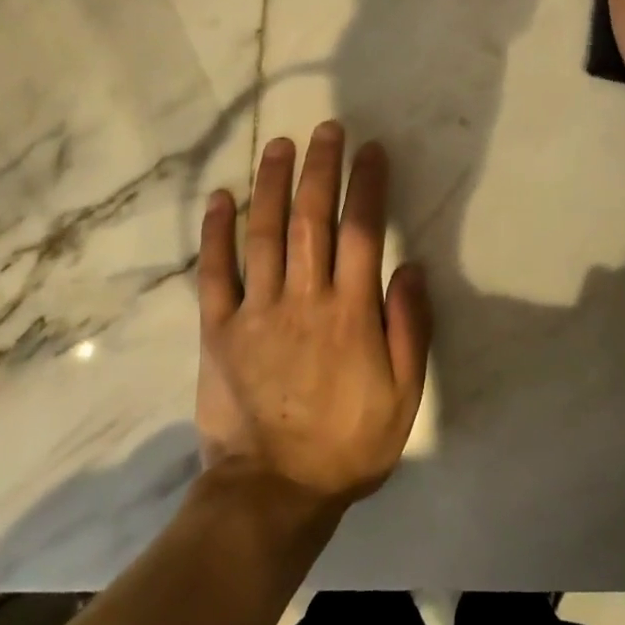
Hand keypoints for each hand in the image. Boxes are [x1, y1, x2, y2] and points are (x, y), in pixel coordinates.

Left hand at [194, 122, 431, 507]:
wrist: (272, 496)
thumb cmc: (347, 445)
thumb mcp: (403, 396)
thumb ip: (409, 328)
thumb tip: (411, 267)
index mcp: (350, 313)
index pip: (361, 230)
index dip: (367, 184)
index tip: (371, 150)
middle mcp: (303, 299)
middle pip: (311, 218)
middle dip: (320, 167)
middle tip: (326, 129)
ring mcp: (256, 311)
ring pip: (263, 232)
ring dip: (272, 183)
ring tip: (280, 144)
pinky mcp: (218, 330)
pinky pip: (214, 272)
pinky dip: (215, 232)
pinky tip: (221, 197)